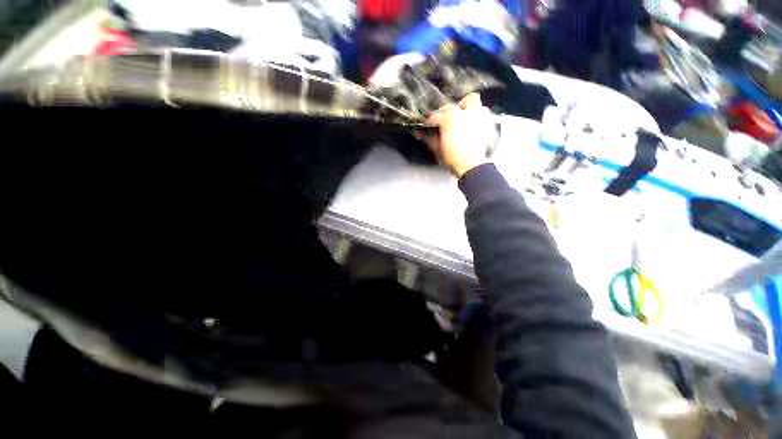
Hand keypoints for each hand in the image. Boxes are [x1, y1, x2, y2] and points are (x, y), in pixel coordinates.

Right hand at [425, 94, 492, 177]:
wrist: (471, 165)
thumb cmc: (453, 158)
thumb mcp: (438, 149)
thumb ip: (430, 138)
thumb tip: (422, 133)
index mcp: (449, 118)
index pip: (435, 116)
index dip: (430, 121)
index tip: (428, 125)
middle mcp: (463, 113)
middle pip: (451, 106)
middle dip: (444, 112)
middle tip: (442, 121)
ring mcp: (477, 116)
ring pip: (471, 100)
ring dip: (464, 106)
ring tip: (460, 115)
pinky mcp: (485, 122)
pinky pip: (482, 111)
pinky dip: (476, 114)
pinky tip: (471, 122)